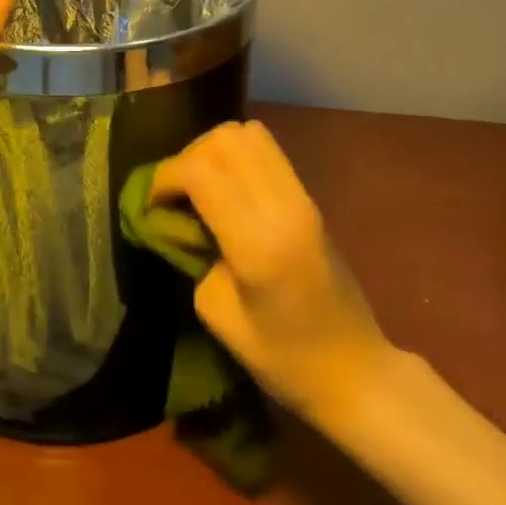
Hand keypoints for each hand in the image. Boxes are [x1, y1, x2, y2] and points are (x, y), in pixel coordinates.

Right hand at [153, 120, 393, 427]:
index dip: (164, 178)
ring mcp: (303, 198)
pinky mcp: (310, 199)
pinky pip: (267, 153)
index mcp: (258, 241)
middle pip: (227, 138)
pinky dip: (237, 159)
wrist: (355, 370)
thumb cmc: (282, 358)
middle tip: (175, 195)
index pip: (201, 171)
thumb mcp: (216, 312)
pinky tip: (226, 194)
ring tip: (200, 189)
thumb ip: (192, 255)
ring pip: (250, 134)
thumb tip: (175, 220)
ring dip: (215, 152)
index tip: (150, 205)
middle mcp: (284, 206)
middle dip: (188, 157)